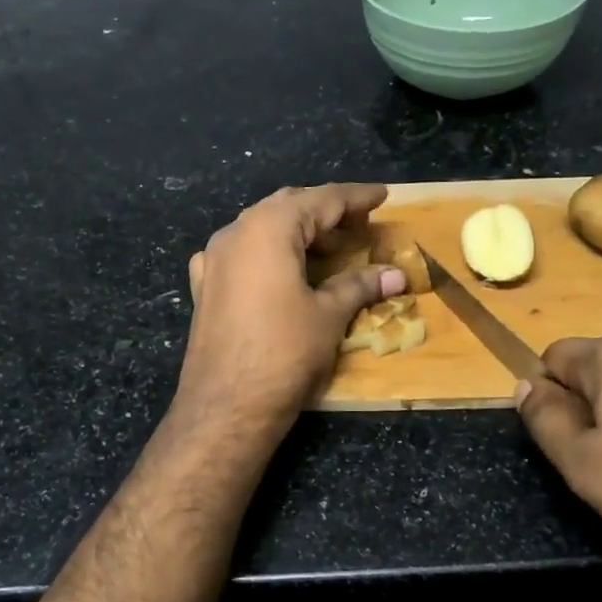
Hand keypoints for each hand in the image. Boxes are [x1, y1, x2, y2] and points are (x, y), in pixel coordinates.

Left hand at [179, 184, 405, 430]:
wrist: (225, 406)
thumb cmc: (284, 353)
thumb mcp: (328, 315)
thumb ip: (360, 286)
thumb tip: (396, 275)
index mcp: (268, 228)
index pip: (320, 200)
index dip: (355, 198)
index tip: (382, 196)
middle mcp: (235, 233)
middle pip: (287, 208)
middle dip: (325, 213)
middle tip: (358, 225)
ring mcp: (213, 260)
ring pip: (260, 229)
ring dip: (296, 233)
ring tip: (328, 251)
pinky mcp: (204, 287)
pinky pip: (240, 255)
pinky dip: (267, 254)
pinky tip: (278, 272)